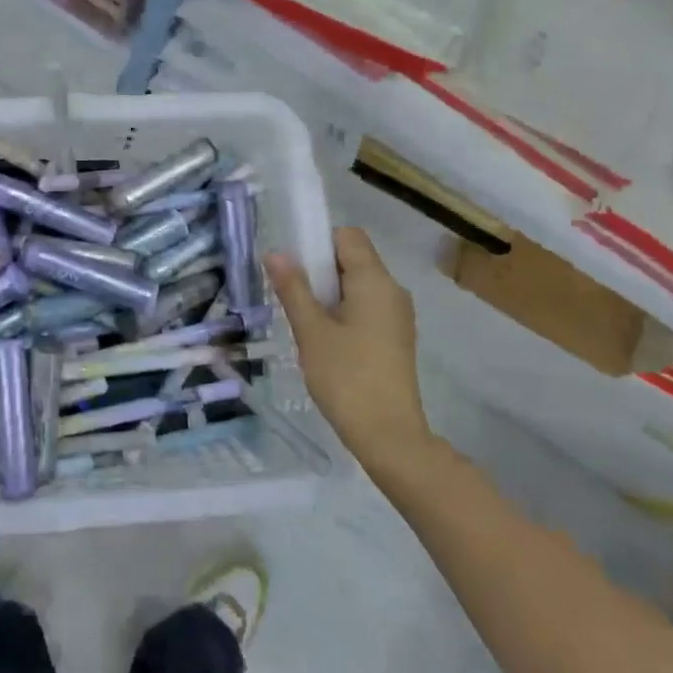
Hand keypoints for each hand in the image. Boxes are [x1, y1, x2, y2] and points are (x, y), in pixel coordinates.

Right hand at [267, 227, 431, 468]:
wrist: (389, 435)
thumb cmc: (346, 377)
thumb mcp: (311, 330)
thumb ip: (293, 288)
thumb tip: (275, 252)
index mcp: (375, 281)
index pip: (347, 236)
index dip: (318, 242)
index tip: (293, 267)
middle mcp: (392, 290)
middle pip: (352, 259)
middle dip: (319, 270)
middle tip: (292, 297)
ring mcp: (397, 315)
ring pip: (357, 285)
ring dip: (328, 294)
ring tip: (305, 323)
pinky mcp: (395, 337)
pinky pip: (365, 307)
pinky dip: (342, 312)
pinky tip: (324, 340)